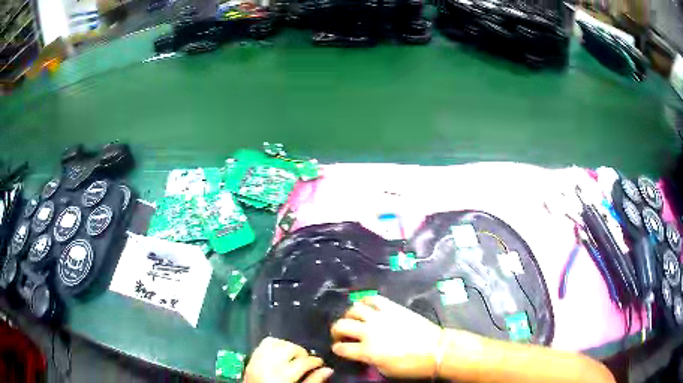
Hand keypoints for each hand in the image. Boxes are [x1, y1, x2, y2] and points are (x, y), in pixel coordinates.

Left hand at [245, 337, 333, 382]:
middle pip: (289, 348)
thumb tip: (328, 369)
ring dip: (287, 346)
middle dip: (301, 353)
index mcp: (281, 376)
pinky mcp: (251, 359)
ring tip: (294, 356)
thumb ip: (313, 382)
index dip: (315, 361)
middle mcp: (267, 365)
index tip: (321, 363)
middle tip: (307, 361)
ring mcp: (257, 360)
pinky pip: (263, 344)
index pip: (302, 362)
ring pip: (275, 342)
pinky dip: (274, 345)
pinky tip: (281, 353)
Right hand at [331, 295, 442, 378]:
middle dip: (336, 330)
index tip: (338, 349)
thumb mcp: (386, 370)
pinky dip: (365, 300)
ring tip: (352, 319)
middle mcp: (369, 332)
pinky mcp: (392, 308)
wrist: (436, 349)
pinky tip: (364, 305)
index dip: (337, 349)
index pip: (341, 348)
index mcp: (367, 351)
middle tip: (340, 334)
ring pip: (354, 309)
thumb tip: (362, 354)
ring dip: (349, 315)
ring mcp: (380, 317)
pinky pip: (374, 299)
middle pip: (341, 326)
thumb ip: (369, 361)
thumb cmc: (411, 365)